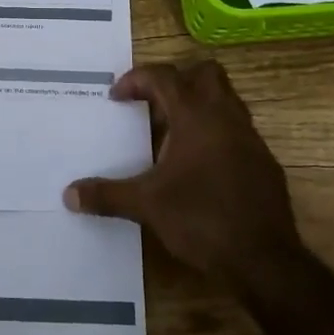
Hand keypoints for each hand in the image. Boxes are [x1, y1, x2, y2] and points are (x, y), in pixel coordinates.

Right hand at [64, 61, 311, 297]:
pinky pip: (236, 131)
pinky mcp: (264, 163)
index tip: (116, 97)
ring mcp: (250, 139)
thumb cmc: (202, 220)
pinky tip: (198, 166)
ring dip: (197, 106)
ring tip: (170, 134)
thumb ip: (108, 195)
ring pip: (225, 101)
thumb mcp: (147, 206)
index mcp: (197, 116)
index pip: (165, 77)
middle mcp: (226, 117)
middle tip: (151, 104)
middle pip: (205, 74)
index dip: (137, 80)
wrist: (264, 260)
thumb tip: (69, 195)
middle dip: (176, 80)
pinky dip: (214, 134)